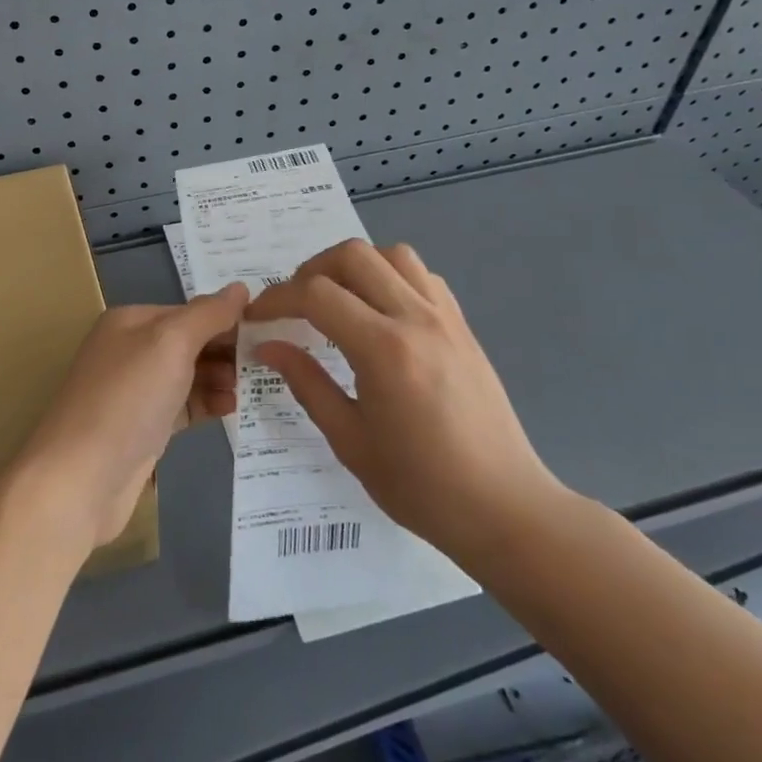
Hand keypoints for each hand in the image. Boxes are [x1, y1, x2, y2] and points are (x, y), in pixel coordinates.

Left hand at [19, 284, 247, 549]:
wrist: (81, 477)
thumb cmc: (127, 399)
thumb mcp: (170, 343)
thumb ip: (208, 314)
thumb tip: (241, 288)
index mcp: (131, 321)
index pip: (190, 311)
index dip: (227, 320)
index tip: (268, 333)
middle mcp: (130, 350)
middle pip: (190, 342)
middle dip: (226, 350)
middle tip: (266, 365)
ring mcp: (136, 391)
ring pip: (189, 375)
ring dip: (221, 378)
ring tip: (250, 389)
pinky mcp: (143, 428)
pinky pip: (183, 406)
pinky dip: (207, 404)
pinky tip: (232, 409)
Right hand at [248, 240, 566, 565]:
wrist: (503, 507)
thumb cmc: (420, 485)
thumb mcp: (349, 440)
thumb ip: (306, 383)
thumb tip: (268, 346)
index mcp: (383, 350)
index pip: (316, 294)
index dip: (277, 299)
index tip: (258, 317)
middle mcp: (416, 319)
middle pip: (353, 256)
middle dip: (311, 271)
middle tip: (294, 305)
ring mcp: (445, 318)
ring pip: (392, 254)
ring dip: (354, 266)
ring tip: (336, 300)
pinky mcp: (463, 326)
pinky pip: (422, 276)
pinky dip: (391, 277)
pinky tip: (379, 312)